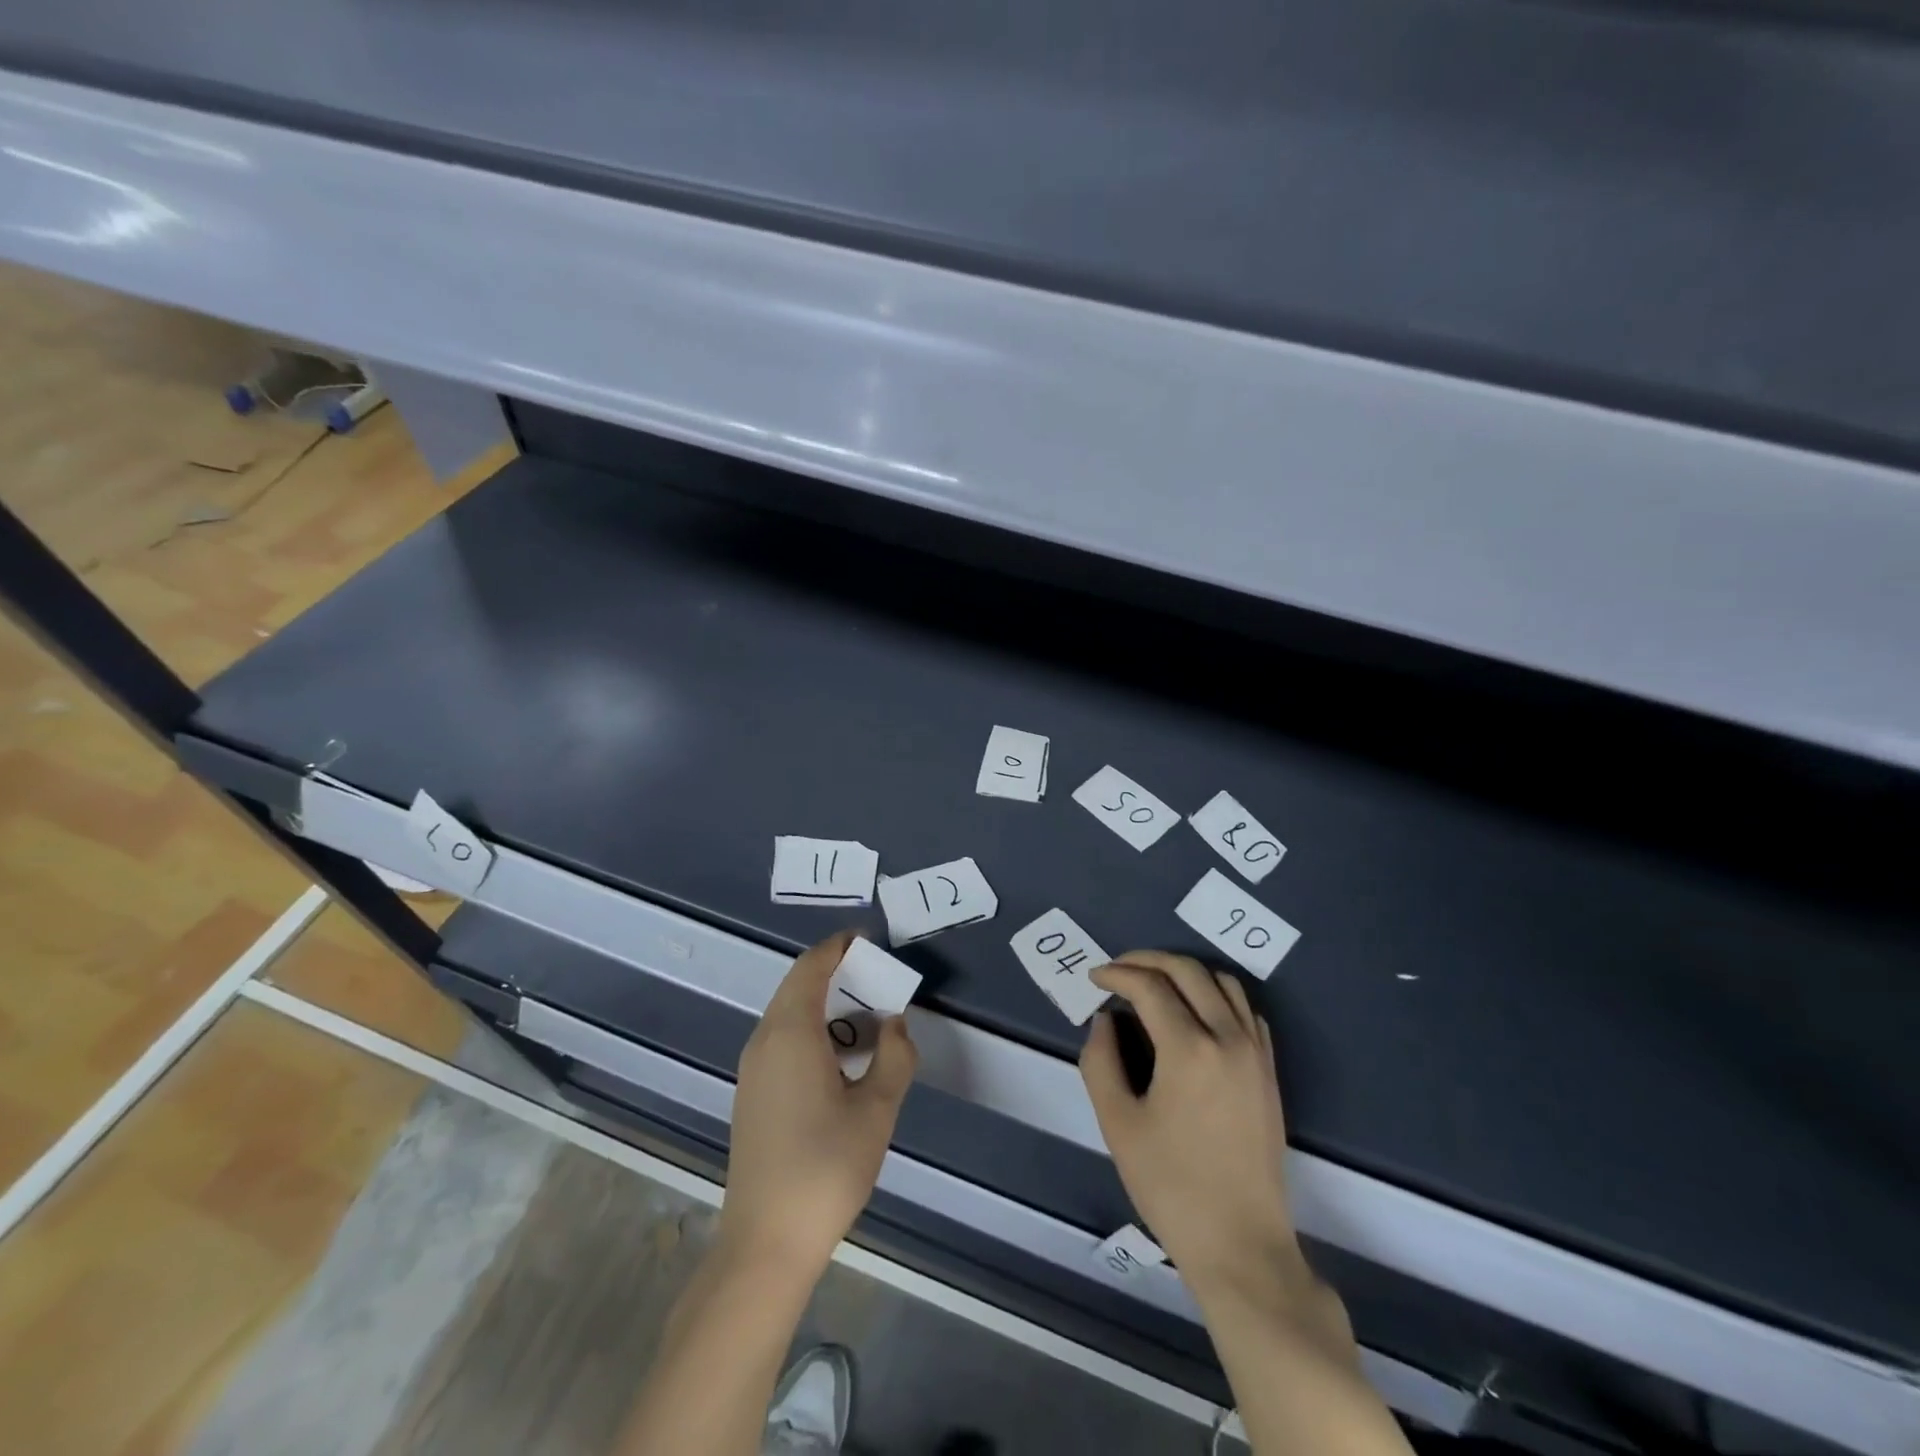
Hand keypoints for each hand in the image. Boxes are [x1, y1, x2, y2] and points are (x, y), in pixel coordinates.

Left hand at [722, 930, 917, 1276]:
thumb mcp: (877, 1109)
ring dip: (826, 1006)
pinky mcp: (752, 1095)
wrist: (766, 1243)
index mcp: (791, 1032)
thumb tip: (895, 1023)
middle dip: (837, 975)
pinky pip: (782, 1040)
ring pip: (789, 1015)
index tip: (867, 940)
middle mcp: (764, 1041)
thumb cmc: (826, 1167)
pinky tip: (842, 1059)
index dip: (838, 947)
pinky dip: (813, 1031)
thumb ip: (895, 1056)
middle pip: (798, 986)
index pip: (811, 967)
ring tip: (869, 1020)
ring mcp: (753, 1070)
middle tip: (878, 980)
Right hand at [1081, 952, 1303, 1304]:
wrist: (1240, 1243)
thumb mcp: (1117, 1124)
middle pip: (1188, 970)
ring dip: (1184, 972)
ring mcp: (1256, 1052)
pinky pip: (1245, 1009)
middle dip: (1147, 960)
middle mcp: (1228, 1038)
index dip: (1116, 974)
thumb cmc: (1171, 1186)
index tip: (1094, 978)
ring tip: (1153, 984)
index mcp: (1189, 1049)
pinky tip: (1194, 1012)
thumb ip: (1100, 1061)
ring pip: (1223, 982)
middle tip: (1118, 970)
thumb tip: (1105, 1020)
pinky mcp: (1269, 1070)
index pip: (1150, 986)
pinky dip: (1216, 994)